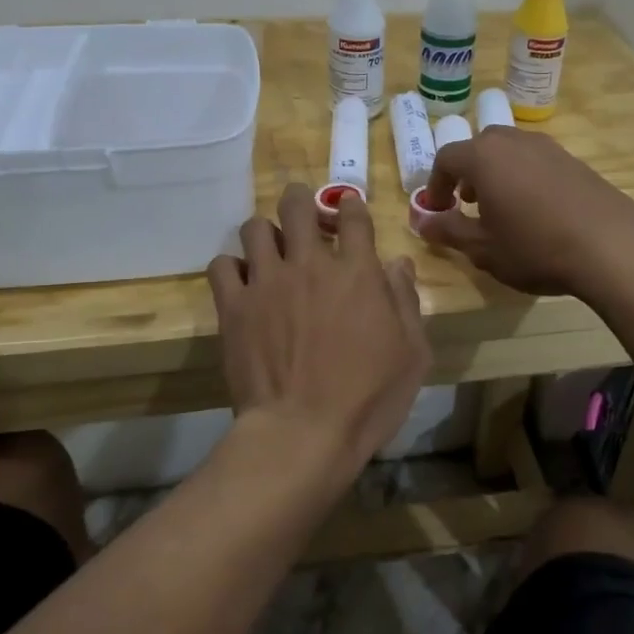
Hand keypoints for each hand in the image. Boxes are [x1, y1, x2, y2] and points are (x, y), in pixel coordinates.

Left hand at [207, 184, 429, 471]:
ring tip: (270, 251)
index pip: (353, 215)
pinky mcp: (234, 306)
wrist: (303, 432)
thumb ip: (406, 301)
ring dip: (266, 233)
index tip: (348, 212)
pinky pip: (221, 265)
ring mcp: (267, 282)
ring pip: (255, 227)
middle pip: (297, 206)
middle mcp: (310, 265)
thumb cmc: (369, 398)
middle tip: (303, 213)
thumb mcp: (412, 354)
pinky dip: (231, 267)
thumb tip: (397, 263)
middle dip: (301, 200)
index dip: (350, 207)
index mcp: (358, 272)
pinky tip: (242, 283)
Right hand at [416, 127, 633, 296]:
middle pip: (479, 147)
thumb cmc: (535, 248)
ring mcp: (549, 147)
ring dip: (497, 173)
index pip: (446, 157)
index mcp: (484, 157)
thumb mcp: (483, 248)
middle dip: (467, 173)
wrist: (610, 247)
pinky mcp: (575, 160)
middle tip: (468, 203)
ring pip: (510, 150)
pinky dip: (524, 177)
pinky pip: (537, 161)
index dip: (436, 184)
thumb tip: (422, 221)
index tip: (439, 211)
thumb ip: (448, 230)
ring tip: (502, 208)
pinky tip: (536, 210)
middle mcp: (514, 141)